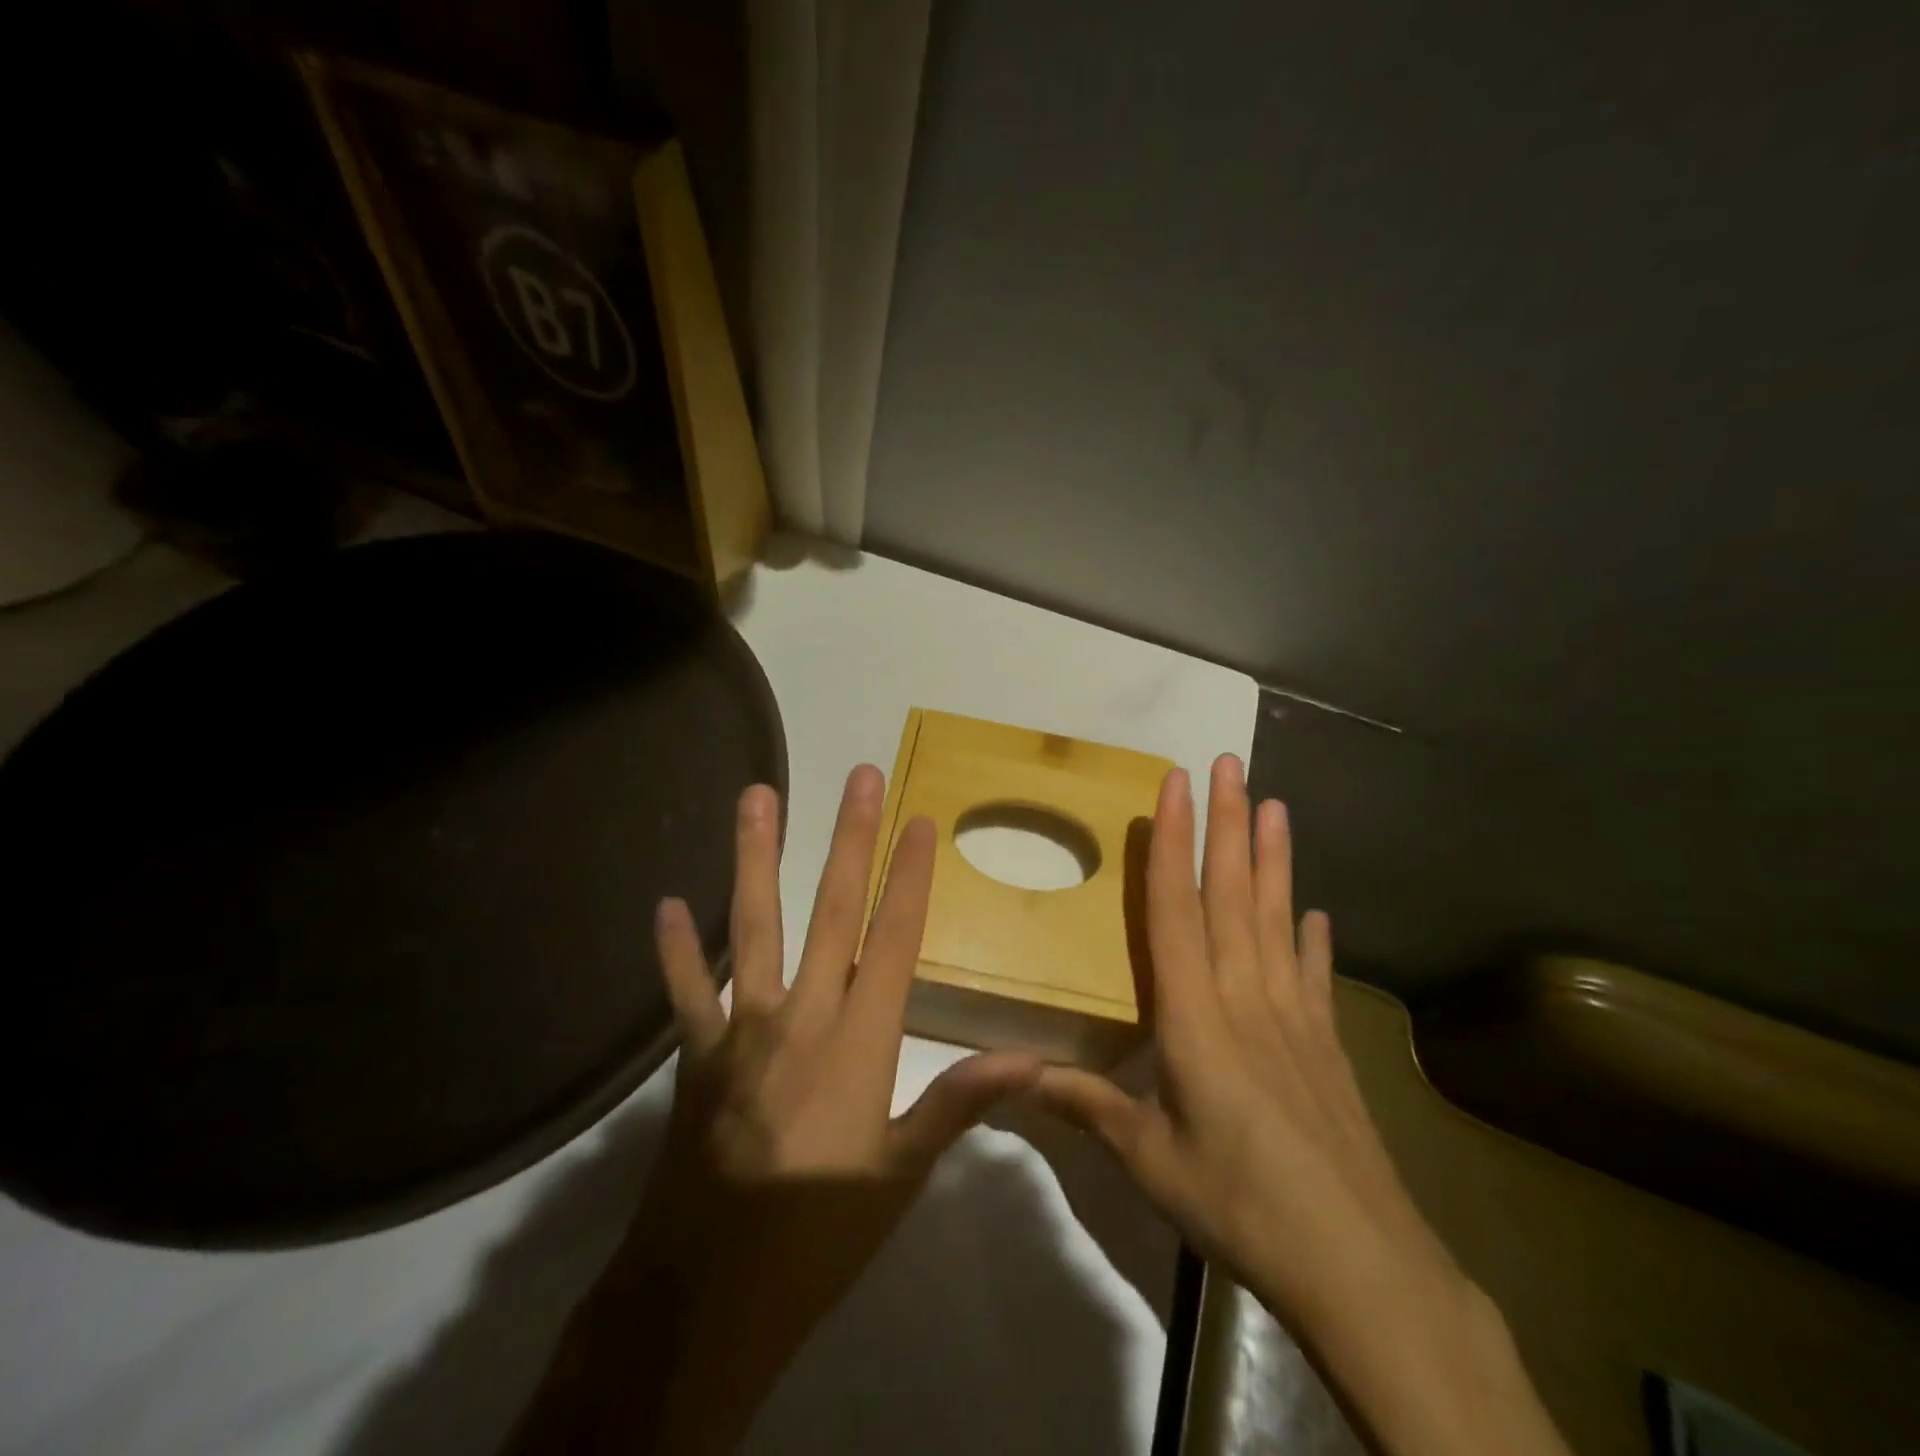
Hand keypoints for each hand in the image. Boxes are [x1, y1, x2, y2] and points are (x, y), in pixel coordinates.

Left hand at [633, 767, 1039, 1451]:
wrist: (708, 1299)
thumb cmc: (820, 1233)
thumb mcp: (901, 1175)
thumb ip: (958, 1105)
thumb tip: (1032, 1063)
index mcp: (860, 1041)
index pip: (894, 938)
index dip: (910, 876)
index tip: (920, 820)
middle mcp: (802, 1015)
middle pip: (830, 910)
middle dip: (849, 838)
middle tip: (859, 777)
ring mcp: (742, 1029)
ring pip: (751, 927)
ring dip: (754, 857)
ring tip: (756, 797)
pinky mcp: (697, 1054)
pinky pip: (685, 993)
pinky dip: (674, 951)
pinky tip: (665, 905)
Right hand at [1034, 756, 1569, 1455]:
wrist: (1358, 1264)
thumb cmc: (1238, 1202)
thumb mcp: (1148, 1159)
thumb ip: (1088, 1107)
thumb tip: (1019, 1075)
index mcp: (1196, 1016)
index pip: (1176, 911)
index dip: (1173, 843)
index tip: (1175, 786)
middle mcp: (1246, 998)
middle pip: (1232, 896)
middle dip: (1229, 824)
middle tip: (1231, 764)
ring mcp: (1294, 1017)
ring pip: (1277, 919)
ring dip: (1273, 860)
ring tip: (1277, 805)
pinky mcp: (1327, 1045)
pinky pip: (1315, 976)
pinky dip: (1313, 940)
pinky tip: (1316, 914)